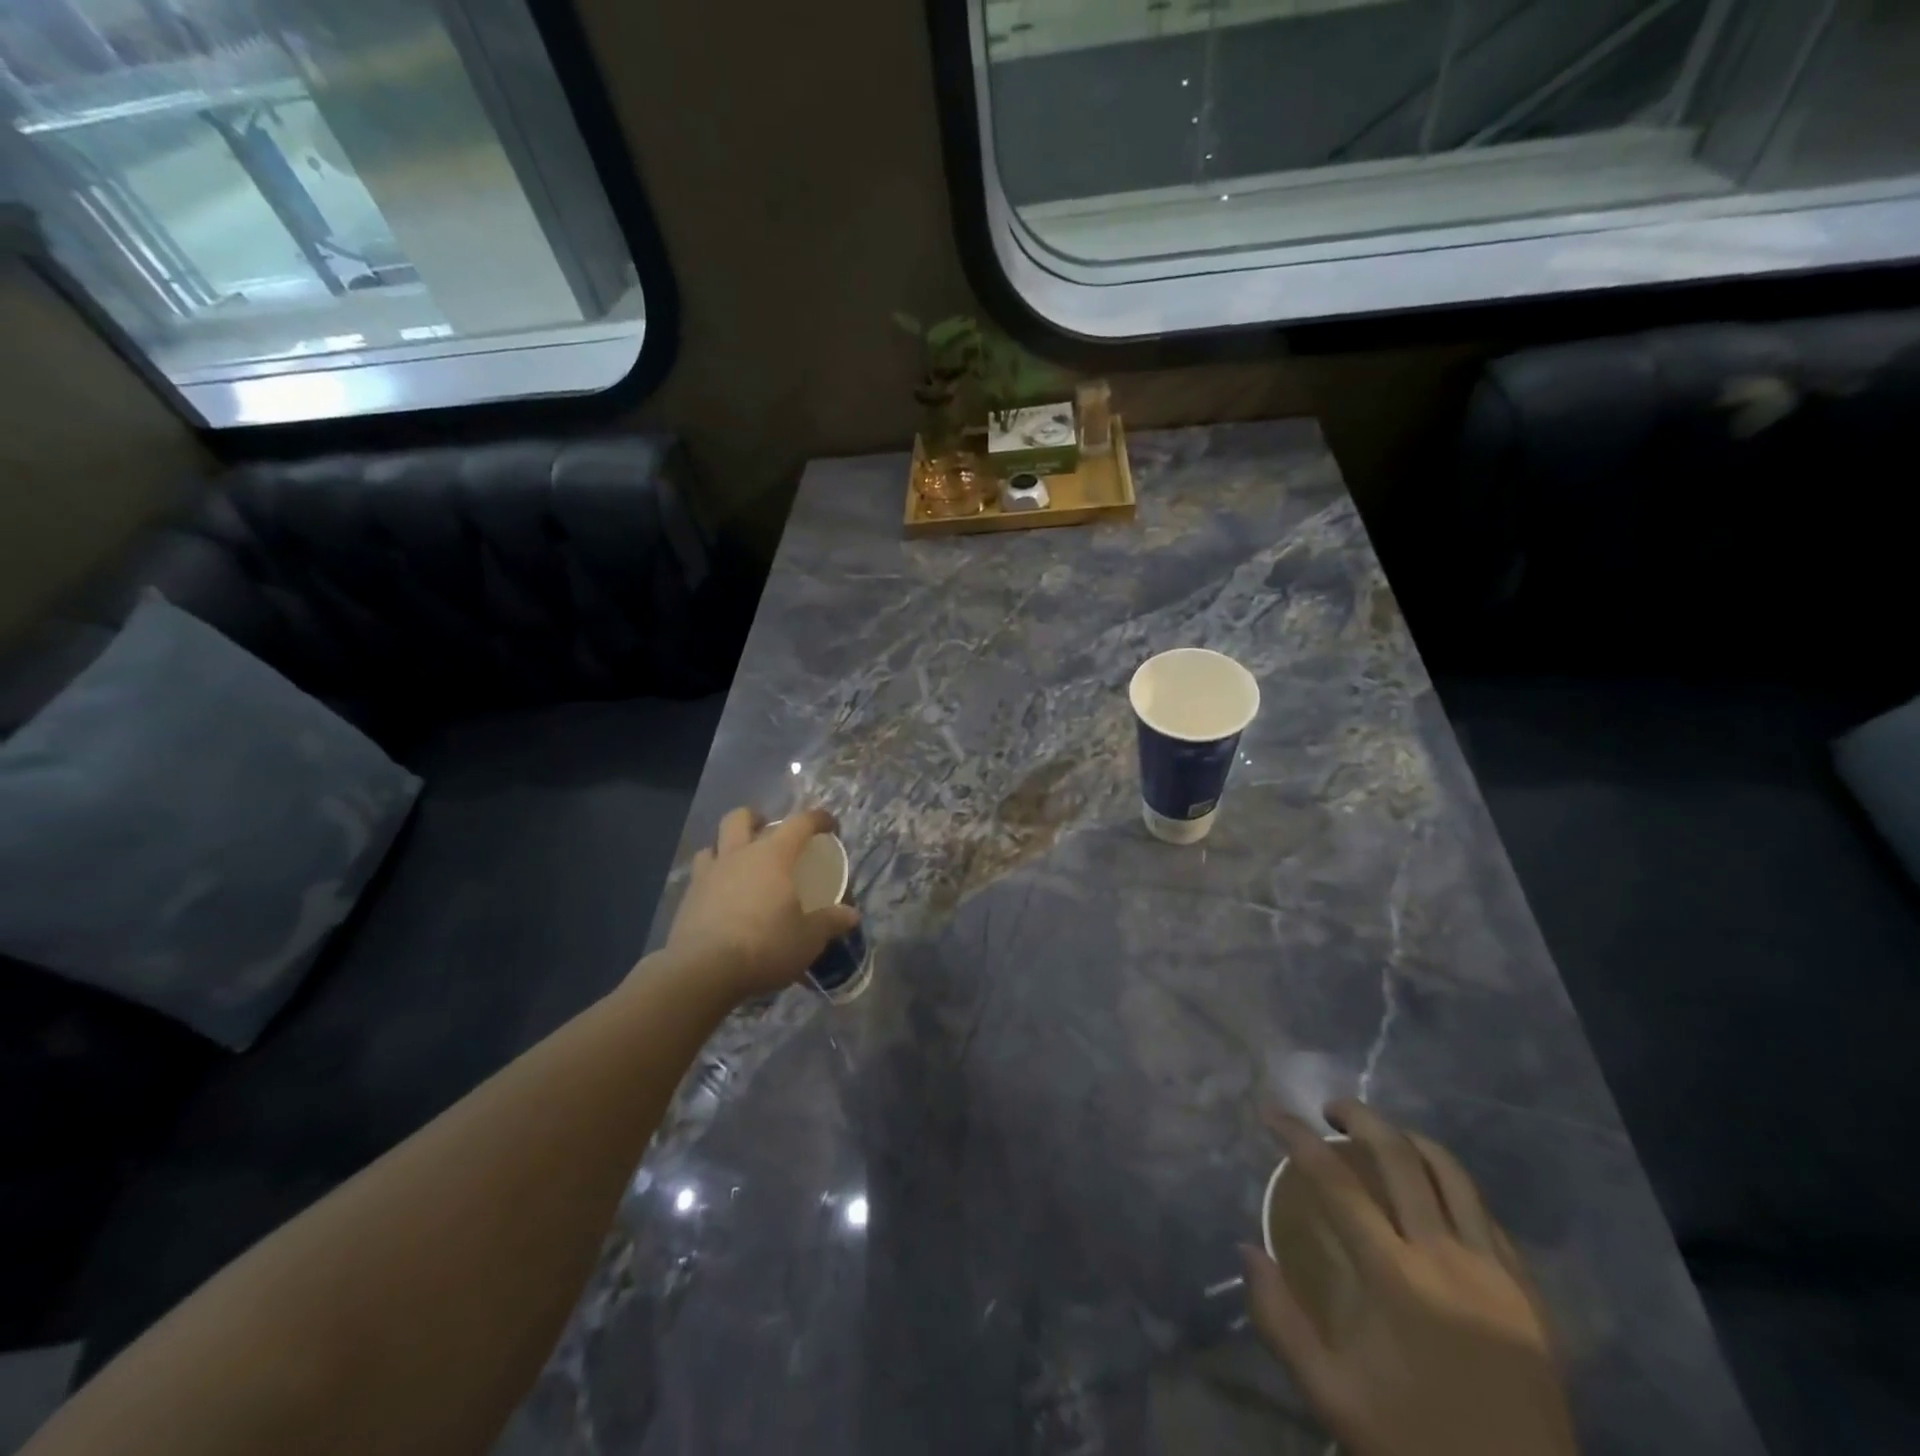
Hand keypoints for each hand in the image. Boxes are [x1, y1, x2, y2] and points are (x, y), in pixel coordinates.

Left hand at [663, 806, 860, 1002]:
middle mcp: (738, 855)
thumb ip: (830, 922)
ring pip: (712, 845)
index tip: (828, 825)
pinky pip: (698, 877)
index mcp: (773, 856)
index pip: (799, 823)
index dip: (816, 819)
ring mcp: (707, 875)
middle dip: (755, 819)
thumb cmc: (765, 945)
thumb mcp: (808, 938)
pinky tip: (720, 900)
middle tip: (767, 833)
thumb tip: (851, 915)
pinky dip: (711, 880)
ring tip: (739, 866)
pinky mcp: (687, 900)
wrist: (703, 971)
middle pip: (739, 818)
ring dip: (726, 848)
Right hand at [1242, 1100, 1577, 1455]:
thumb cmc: (1414, 1443)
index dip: (1297, 1136)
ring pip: (1451, 1173)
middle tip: (1329, 1109)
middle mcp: (1445, 1257)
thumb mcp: (1330, 1394)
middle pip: (1399, 1156)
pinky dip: (1451, 1184)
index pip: (1335, 1181)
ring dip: (1409, 1138)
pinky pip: (1485, 1213)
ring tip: (1382, 1134)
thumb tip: (1247, 1250)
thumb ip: (1280, 1319)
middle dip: (1359, 1116)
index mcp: (1394, 1277)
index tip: (1271, 1113)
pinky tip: (1434, 1193)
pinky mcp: (1528, 1291)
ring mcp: (1494, 1271)